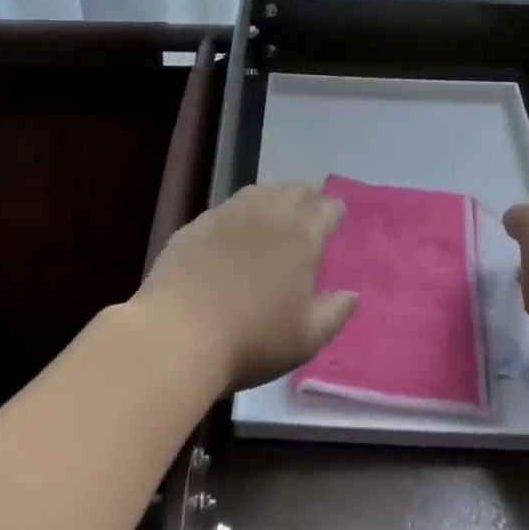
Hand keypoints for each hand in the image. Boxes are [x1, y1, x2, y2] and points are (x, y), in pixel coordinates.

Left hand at [132, 183, 358, 394]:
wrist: (177, 335)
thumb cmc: (253, 339)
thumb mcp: (307, 338)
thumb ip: (334, 313)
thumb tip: (351, 295)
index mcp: (301, 234)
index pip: (327, 208)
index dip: (334, 212)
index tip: (336, 219)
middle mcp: (266, 213)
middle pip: (293, 190)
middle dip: (306, 197)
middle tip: (309, 212)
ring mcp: (225, 215)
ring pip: (256, 192)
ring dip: (271, 199)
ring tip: (273, 216)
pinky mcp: (193, 226)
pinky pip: (224, 211)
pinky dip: (236, 217)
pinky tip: (230, 236)